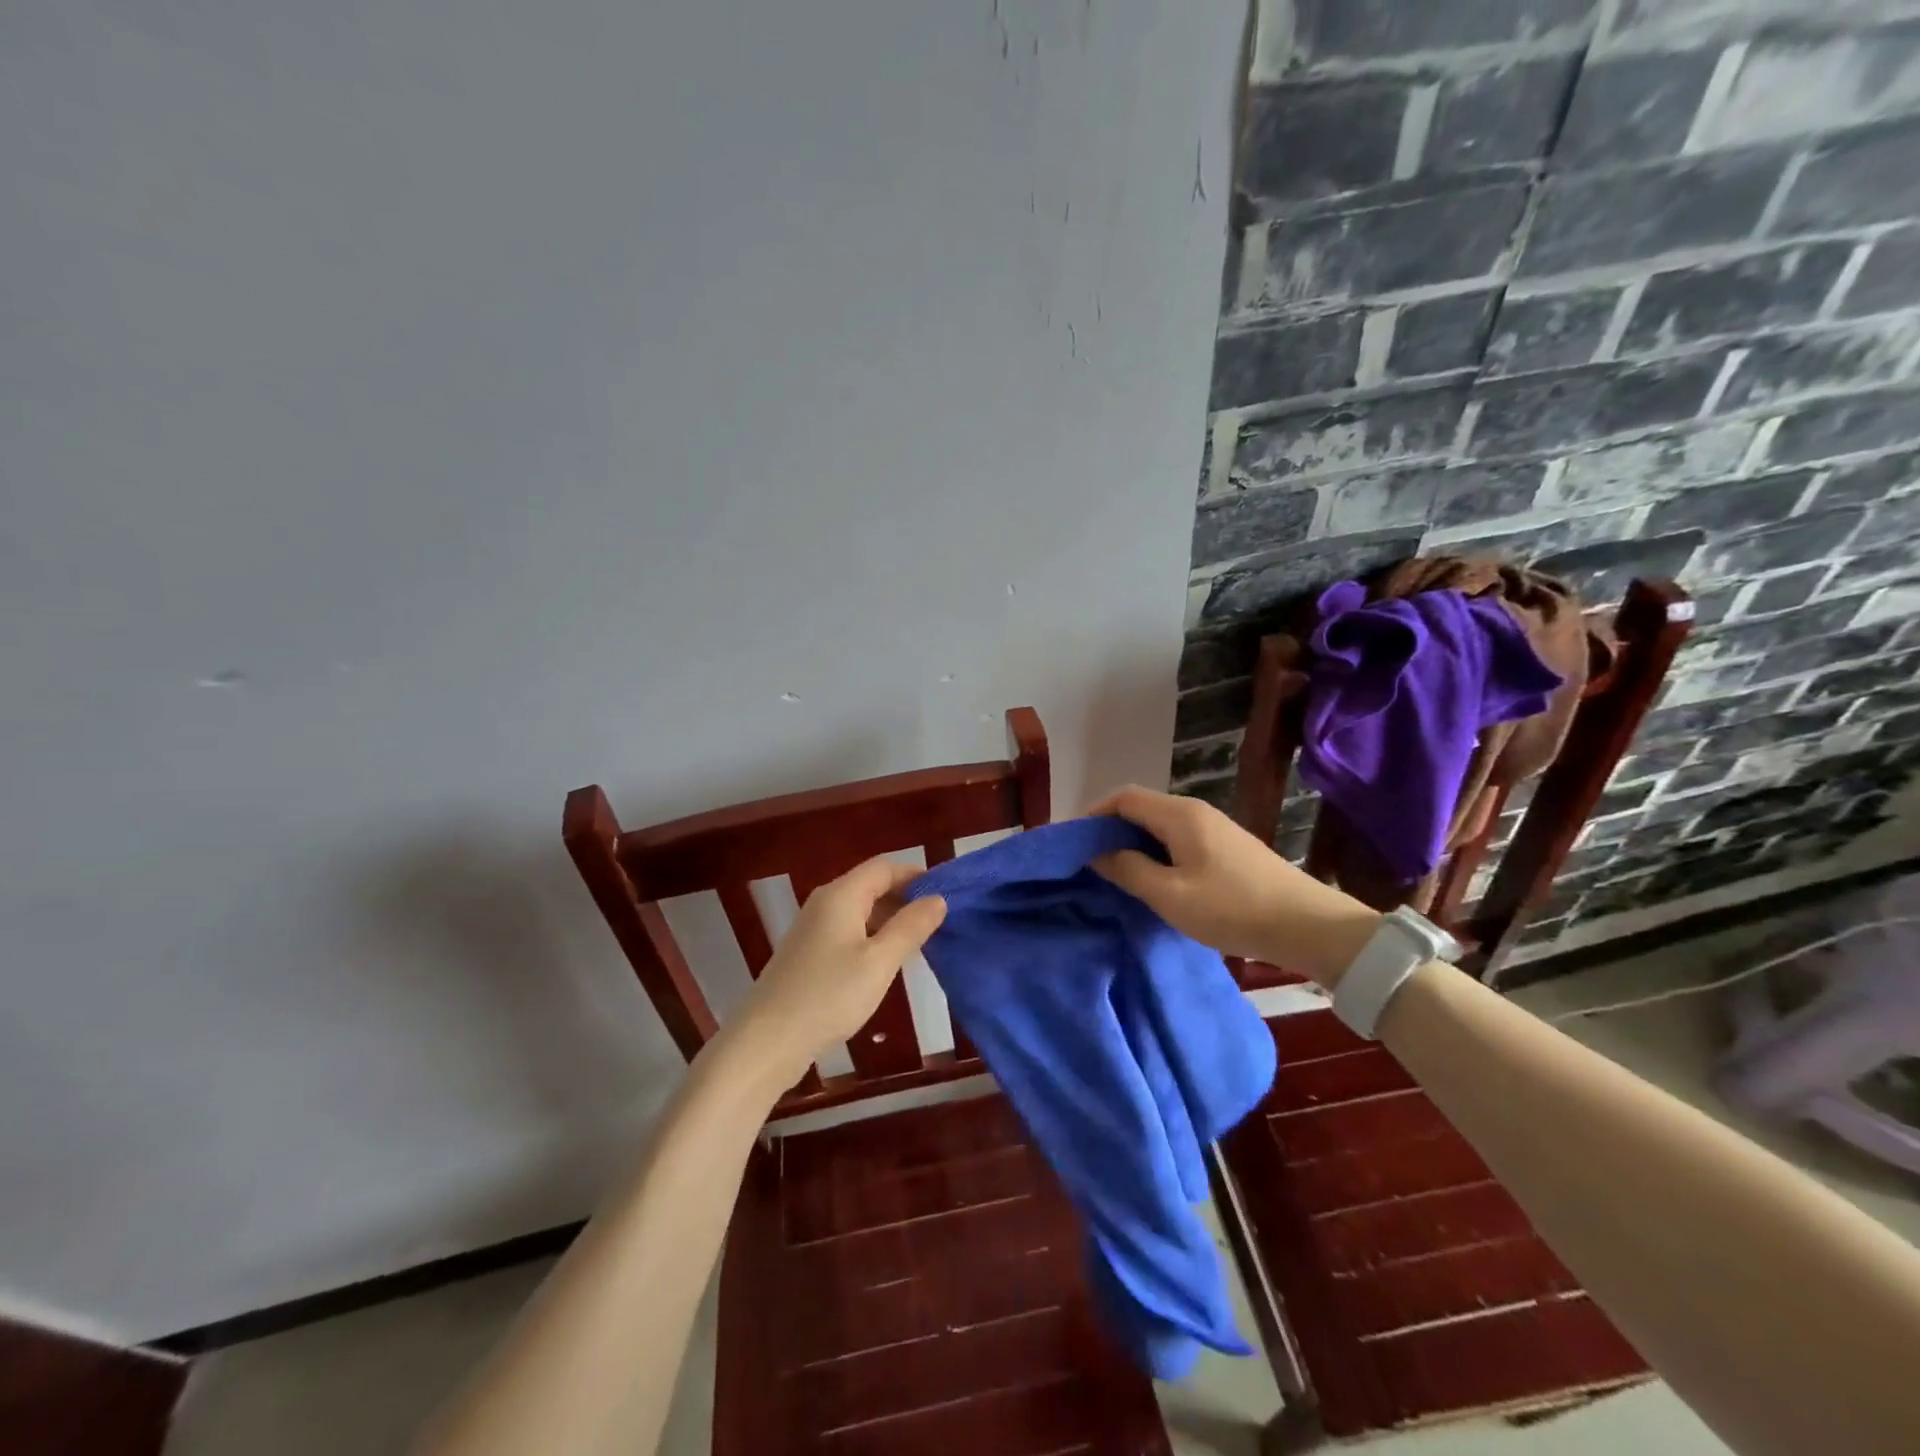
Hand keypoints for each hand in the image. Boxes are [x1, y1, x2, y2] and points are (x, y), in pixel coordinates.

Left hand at [731, 858, 946, 1082]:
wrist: (767, 1041)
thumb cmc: (828, 996)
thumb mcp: (879, 962)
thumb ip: (910, 927)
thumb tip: (938, 898)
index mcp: (841, 895)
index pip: (885, 867)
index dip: (917, 875)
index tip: (948, 893)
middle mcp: (825, 902)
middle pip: (871, 885)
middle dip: (907, 897)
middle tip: (942, 920)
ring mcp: (813, 928)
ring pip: (861, 910)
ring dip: (891, 919)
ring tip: (923, 941)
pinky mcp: (808, 953)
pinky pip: (849, 931)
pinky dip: (873, 937)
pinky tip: (888, 962)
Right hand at [1090, 785, 1377, 987]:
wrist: (1308, 926)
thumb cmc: (1232, 908)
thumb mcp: (1170, 894)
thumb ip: (1128, 869)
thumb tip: (1094, 852)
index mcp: (1179, 814)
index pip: (1123, 797)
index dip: (1094, 815)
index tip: (1072, 844)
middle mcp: (1195, 812)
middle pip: (1141, 809)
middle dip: (1110, 831)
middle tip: (1089, 863)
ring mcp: (1214, 829)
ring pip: (1159, 826)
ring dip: (1134, 844)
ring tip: (1115, 875)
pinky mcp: (1226, 848)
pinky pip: (1178, 840)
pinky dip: (1156, 853)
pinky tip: (1153, 881)